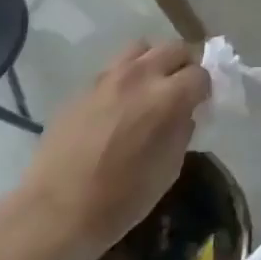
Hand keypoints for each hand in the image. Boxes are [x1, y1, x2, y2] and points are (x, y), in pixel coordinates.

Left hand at [17, 41, 208, 259]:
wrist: (55, 212)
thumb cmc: (121, 199)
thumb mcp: (169, 168)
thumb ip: (182, 130)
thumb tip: (184, 114)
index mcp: (167, 97)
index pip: (201, 73)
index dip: (205, 88)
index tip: (202, 103)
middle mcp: (140, 76)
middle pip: (174, 48)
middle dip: (185, 64)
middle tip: (182, 89)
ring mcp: (107, 79)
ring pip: (141, 49)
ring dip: (153, 62)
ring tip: (151, 86)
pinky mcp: (82, 88)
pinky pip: (113, 69)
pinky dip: (126, 77)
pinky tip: (120, 104)